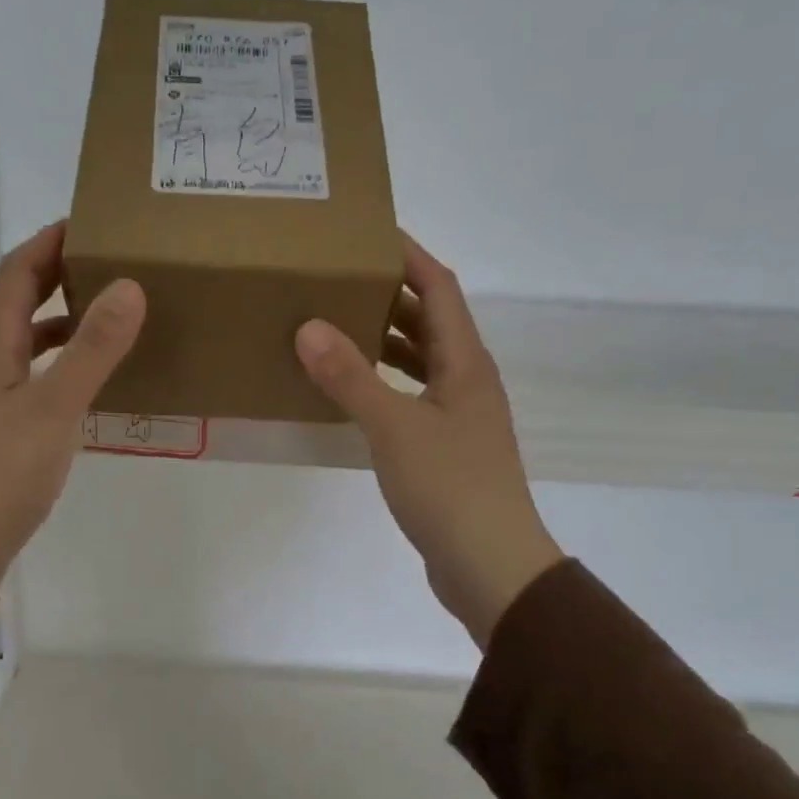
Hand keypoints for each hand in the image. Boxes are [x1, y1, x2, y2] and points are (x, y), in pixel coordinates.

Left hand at [0, 222, 143, 606]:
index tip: (90, 221)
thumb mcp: (53, 407)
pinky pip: (34, 381)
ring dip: (63, 324)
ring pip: (28, 345)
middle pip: (20, 305)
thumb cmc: (0, 473)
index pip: (17, 274)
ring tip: (110, 319)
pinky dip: (62, 369)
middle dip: (59, 277)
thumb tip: (129, 286)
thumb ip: (92, 349)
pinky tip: (90, 386)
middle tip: (111, 265)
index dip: (49, 242)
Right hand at [295, 235, 562, 647]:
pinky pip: (411, 397)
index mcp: (465, 363)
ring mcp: (459, 417)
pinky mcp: (446, 449)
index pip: (439, 288)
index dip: (409, 256)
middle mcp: (467, 381)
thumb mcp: (394, 427)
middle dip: (390, 295)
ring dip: (385, 340)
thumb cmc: (449, 487)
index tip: (368, 233)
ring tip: (336, 325)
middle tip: (339, 279)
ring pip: (420, 362)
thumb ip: (351, 377)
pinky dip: (383, 384)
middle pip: (430, 321)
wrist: (489, 564)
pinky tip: (352, 392)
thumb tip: (309, 326)